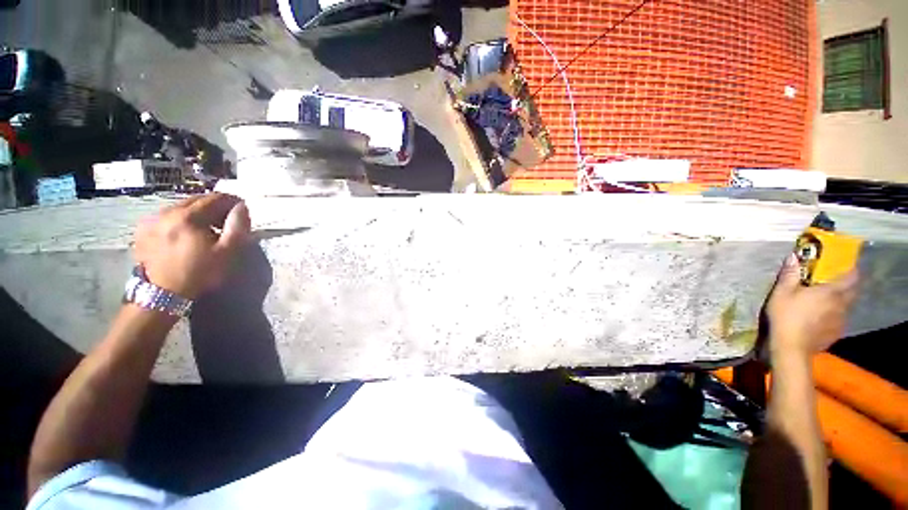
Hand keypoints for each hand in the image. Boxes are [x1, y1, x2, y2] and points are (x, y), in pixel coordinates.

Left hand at [133, 193, 250, 298]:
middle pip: (196, 200)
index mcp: (188, 216)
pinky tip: (186, 233)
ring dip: (197, 213)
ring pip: (181, 207)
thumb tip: (241, 207)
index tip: (242, 209)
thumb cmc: (200, 272)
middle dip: (214, 206)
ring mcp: (151, 220)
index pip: (215, 198)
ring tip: (206, 228)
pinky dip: (180, 219)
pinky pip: (167, 216)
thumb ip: (237, 227)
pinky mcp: (143, 229)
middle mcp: (167, 212)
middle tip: (226, 220)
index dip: (232, 201)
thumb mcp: (227, 252)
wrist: (163, 294)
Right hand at [766, 253, 858, 357]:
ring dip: (840, 302)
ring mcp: (840, 321)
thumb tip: (794, 257)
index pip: (851, 278)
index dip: (852, 271)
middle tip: (837, 284)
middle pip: (852, 293)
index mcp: (831, 292)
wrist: (791, 347)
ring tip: (827, 303)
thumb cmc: (786, 316)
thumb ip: (790, 275)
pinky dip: (834, 316)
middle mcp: (841, 305)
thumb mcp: (782, 293)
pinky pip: (839, 320)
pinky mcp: (836, 333)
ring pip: (846, 307)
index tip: (848, 267)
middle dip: (848, 287)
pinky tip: (822, 319)